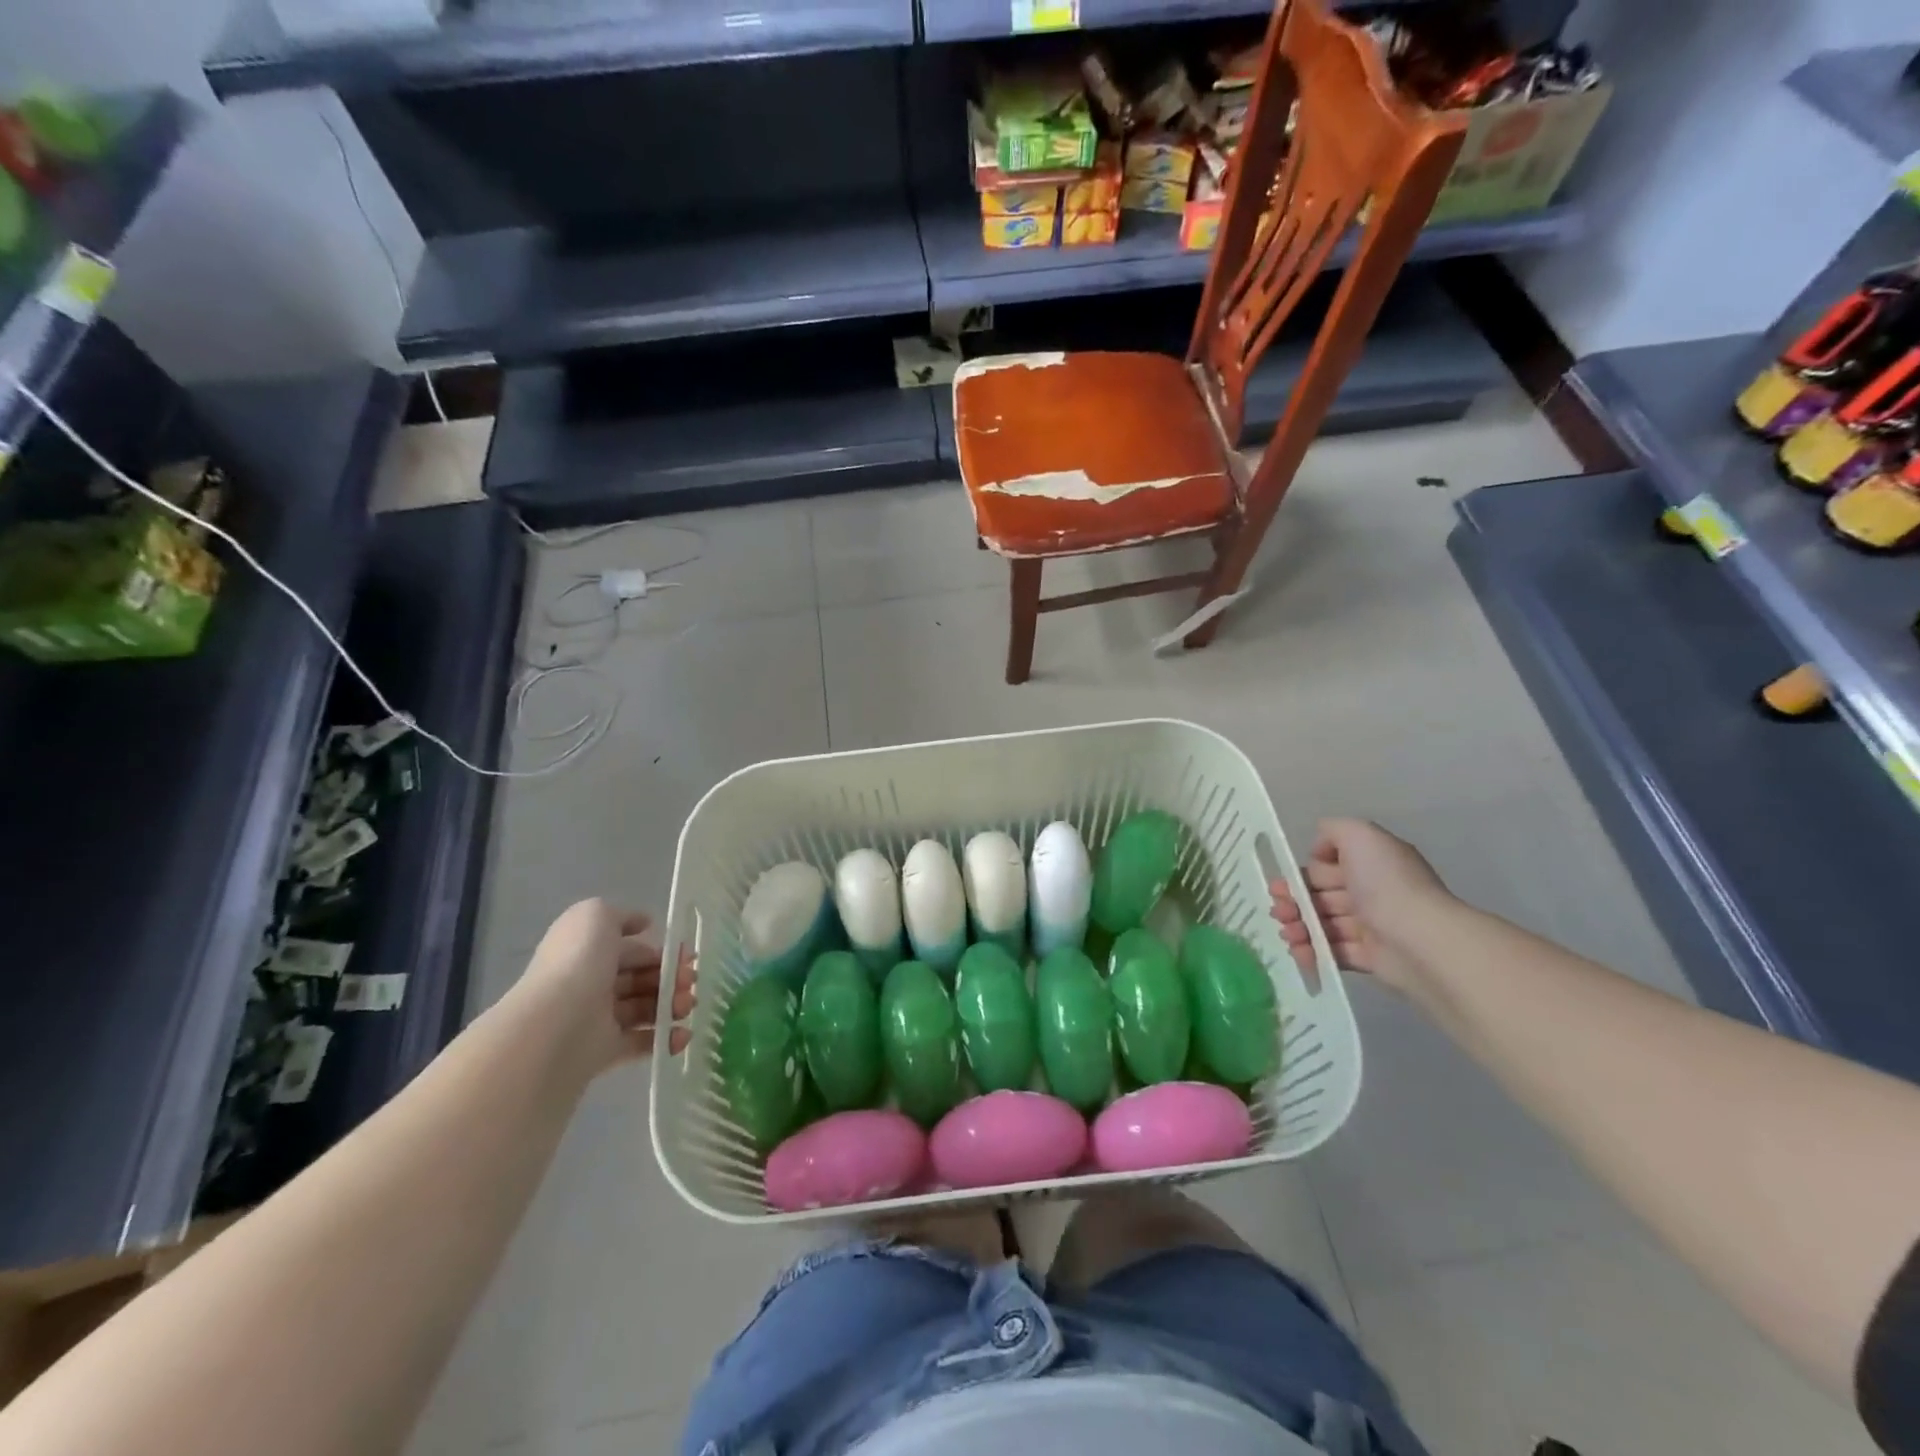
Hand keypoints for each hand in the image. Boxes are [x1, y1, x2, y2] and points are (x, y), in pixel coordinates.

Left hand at [516, 899, 695, 1078]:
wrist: (555, 1025)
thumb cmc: (578, 962)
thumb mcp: (595, 916)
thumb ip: (620, 916)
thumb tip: (642, 923)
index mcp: (587, 952)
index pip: (629, 950)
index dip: (658, 950)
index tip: (686, 954)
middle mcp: (591, 983)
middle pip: (639, 979)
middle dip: (671, 977)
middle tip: (691, 980)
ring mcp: (597, 1019)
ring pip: (643, 1009)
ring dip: (672, 1004)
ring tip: (687, 1005)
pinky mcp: (603, 1052)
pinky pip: (640, 1043)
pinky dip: (665, 1038)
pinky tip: (682, 1034)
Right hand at [1270, 819, 1450, 993]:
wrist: (1421, 939)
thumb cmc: (1387, 883)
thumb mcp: (1360, 836)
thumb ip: (1333, 830)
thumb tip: (1318, 849)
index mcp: (1369, 864)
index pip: (1326, 866)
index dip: (1301, 874)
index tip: (1284, 883)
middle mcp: (1371, 892)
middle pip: (1320, 896)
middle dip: (1293, 902)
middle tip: (1279, 911)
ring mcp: (1370, 926)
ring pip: (1323, 924)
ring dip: (1298, 927)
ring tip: (1288, 934)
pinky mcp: (1370, 957)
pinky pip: (1333, 952)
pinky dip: (1312, 951)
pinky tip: (1299, 951)